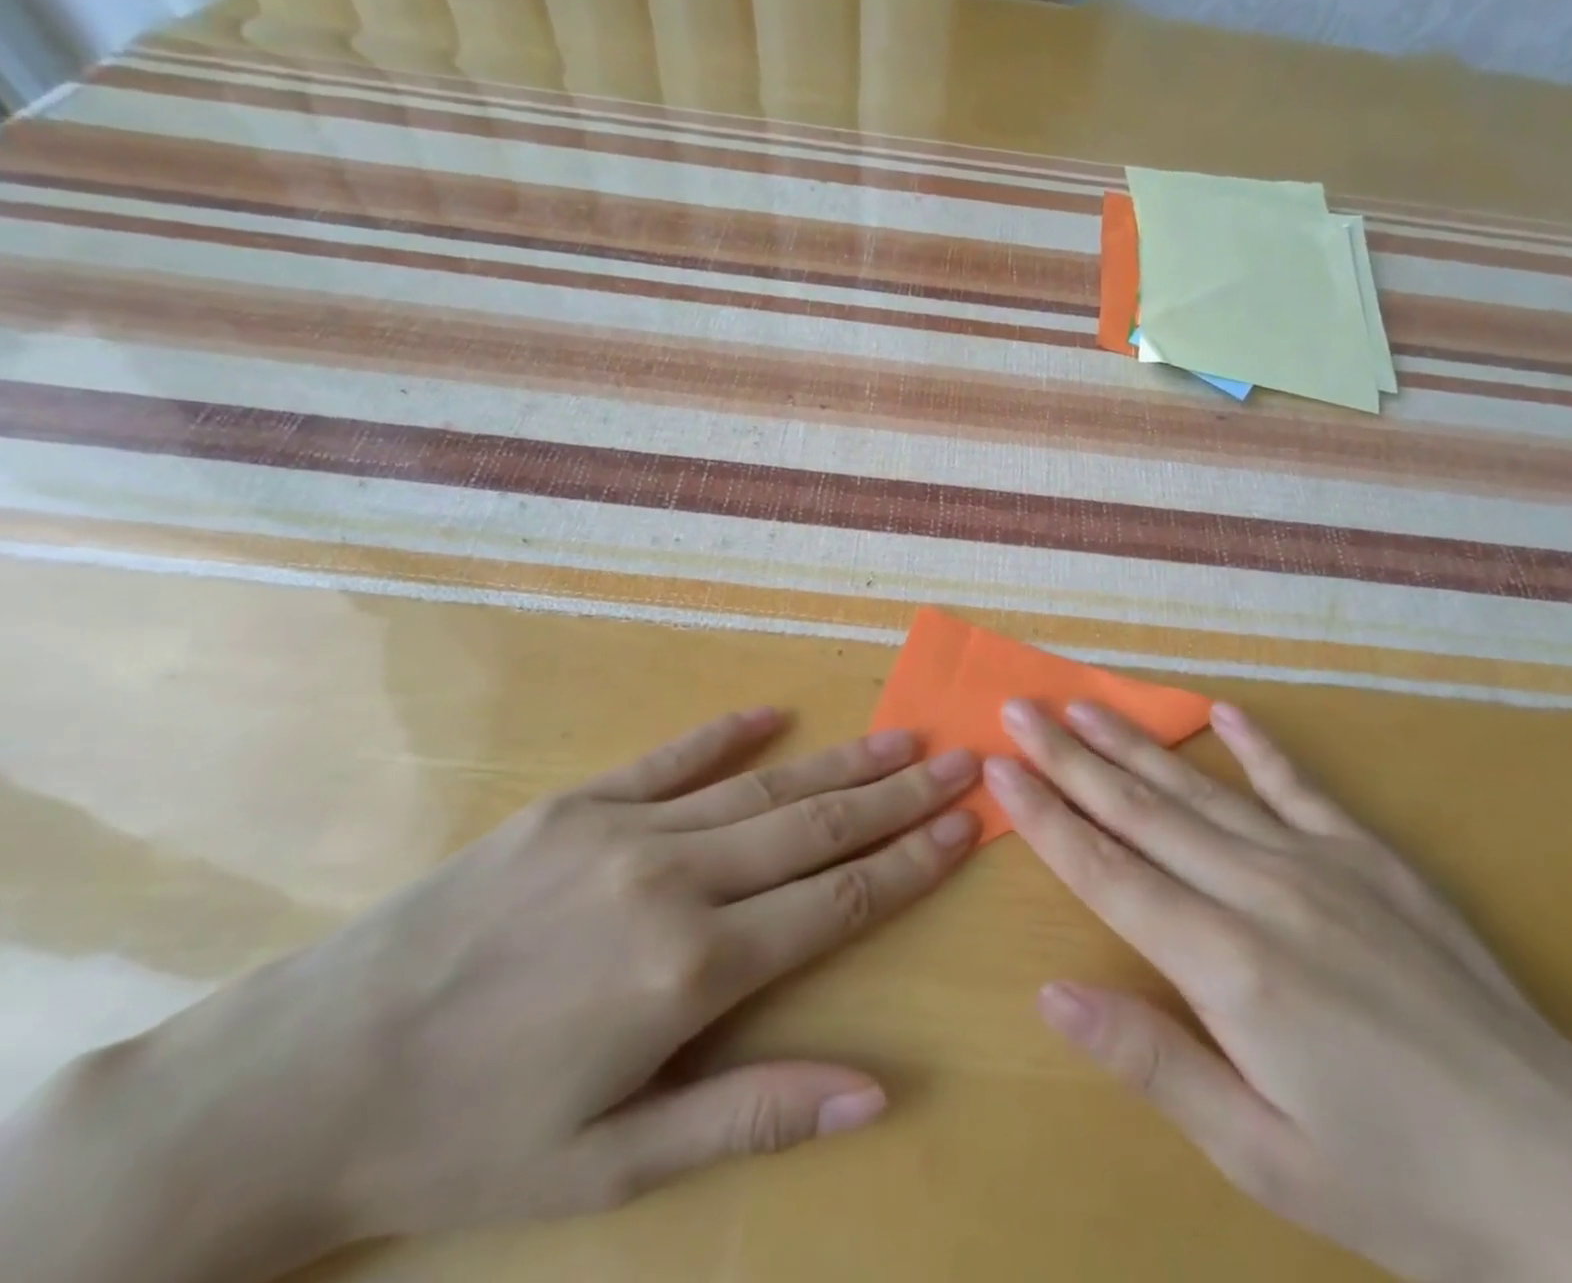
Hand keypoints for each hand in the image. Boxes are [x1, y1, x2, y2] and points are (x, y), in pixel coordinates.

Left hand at [0, 709, 978, 1282]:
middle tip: (959, 760)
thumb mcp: (614, 1165)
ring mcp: (621, 829)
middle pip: (816, 826)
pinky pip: (671, 759)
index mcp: (692, 968)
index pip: (839, 901)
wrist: (298, 1083)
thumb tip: (878, 1091)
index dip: (909, 861)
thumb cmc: (467, 1141)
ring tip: (902, 736)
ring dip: (840, 760)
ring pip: (762, 786)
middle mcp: (672, 878)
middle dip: (898, 794)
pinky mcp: (573, 805)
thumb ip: (755, 1111)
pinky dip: (727, 735)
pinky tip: (773, 714)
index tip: (964, 825)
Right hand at [984, 699, 1571, 1282]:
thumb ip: (1153, 1063)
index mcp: (1225, 966)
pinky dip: (1258, 746)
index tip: (1001, 766)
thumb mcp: (1263, 1156)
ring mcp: (1320, 865)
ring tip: (1084, 704)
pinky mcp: (1372, 860)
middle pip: (1140, 811)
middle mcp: (1260, 893)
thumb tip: (1052, 996)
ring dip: (1135, 743)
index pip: (1106, 870)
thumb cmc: (1404, 1186)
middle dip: (1070, 758)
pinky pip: (1300, 788)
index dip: (1046, 815)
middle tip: (1021, 707)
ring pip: (1201, 790)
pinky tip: (1222, 711)